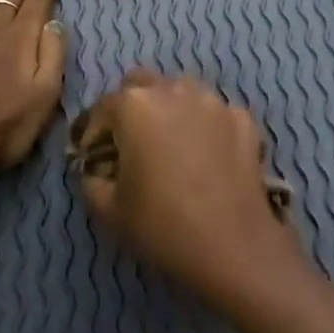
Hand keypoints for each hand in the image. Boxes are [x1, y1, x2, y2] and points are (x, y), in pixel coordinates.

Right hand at [74, 71, 303, 311]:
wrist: (234, 247)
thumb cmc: (162, 225)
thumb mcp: (108, 210)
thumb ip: (91, 179)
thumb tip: (97, 168)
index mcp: (134, 105)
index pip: (102, 108)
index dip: (93, 134)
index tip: (95, 160)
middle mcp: (172, 89)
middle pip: (141, 85)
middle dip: (130, 109)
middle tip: (132, 145)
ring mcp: (211, 100)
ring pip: (180, 92)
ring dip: (170, 110)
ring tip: (172, 147)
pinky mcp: (242, 117)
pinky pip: (214, 113)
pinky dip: (205, 127)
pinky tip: (208, 157)